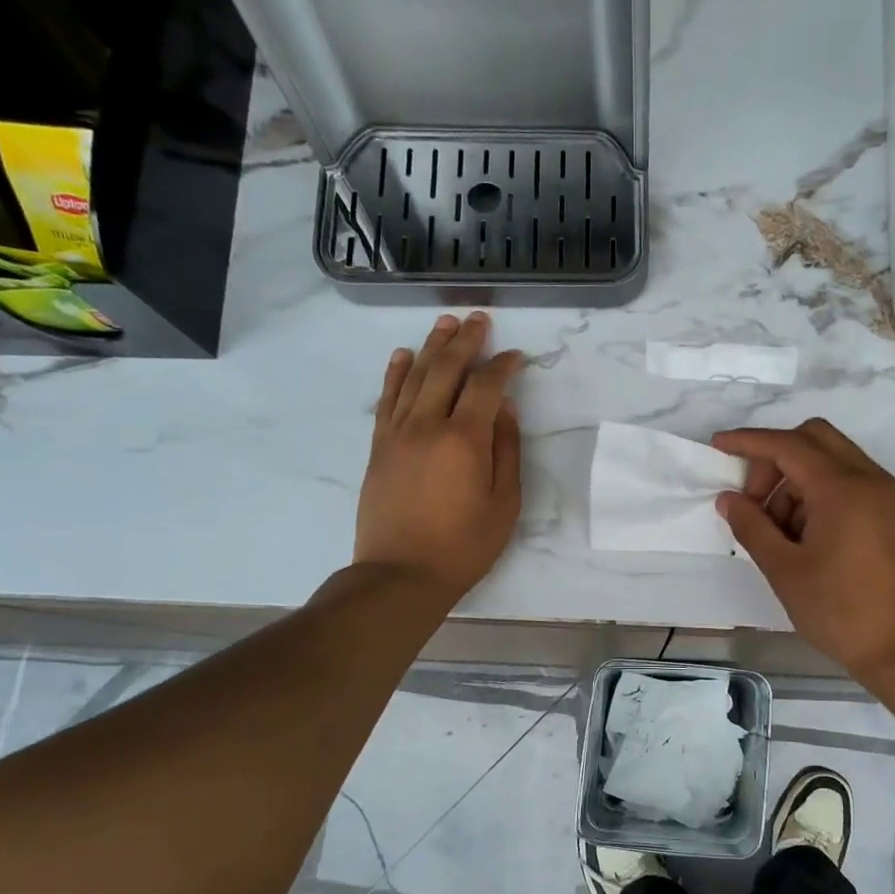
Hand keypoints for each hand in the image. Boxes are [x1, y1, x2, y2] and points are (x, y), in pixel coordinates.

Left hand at [354, 313, 524, 605]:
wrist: (401, 574)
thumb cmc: (463, 545)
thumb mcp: (504, 504)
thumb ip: (507, 452)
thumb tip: (506, 411)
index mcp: (465, 439)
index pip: (486, 387)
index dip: (503, 366)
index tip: (515, 355)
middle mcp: (428, 425)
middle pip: (447, 369)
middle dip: (465, 341)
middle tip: (478, 319)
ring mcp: (398, 433)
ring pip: (414, 376)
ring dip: (431, 346)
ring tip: (445, 324)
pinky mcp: (378, 446)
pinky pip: (387, 399)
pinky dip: (395, 373)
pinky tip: (402, 355)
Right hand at [714, 418, 894, 686]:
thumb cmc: (840, 611)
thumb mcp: (785, 570)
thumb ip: (752, 526)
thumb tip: (728, 498)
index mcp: (842, 488)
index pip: (787, 445)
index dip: (748, 442)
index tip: (717, 446)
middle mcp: (868, 478)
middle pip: (813, 438)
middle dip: (775, 458)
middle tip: (754, 502)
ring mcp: (885, 494)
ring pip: (831, 458)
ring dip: (796, 479)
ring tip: (777, 531)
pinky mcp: (890, 512)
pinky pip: (848, 480)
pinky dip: (818, 491)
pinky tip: (803, 534)